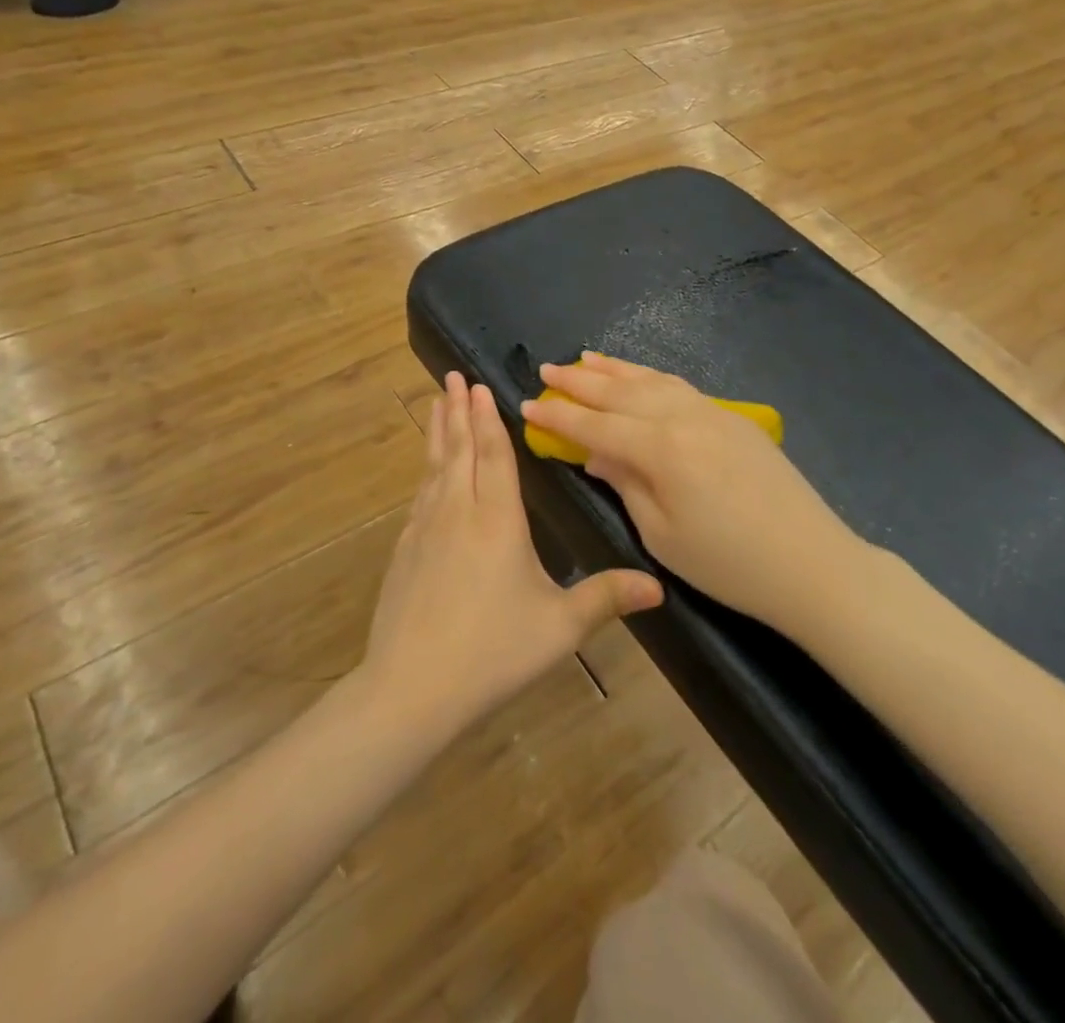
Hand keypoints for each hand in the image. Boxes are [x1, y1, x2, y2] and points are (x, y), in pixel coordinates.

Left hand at [361, 372, 662, 740]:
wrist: (412, 687)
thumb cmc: (493, 651)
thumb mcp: (560, 627)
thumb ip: (606, 599)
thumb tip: (659, 587)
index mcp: (497, 519)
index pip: (494, 454)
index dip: (488, 418)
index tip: (479, 385)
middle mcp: (458, 511)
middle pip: (458, 448)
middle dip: (458, 410)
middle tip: (453, 377)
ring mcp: (425, 528)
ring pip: (434, 467)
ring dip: (438, 432)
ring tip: (437, 405)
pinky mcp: (404, 549)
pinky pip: (420, 494)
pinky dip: (426, 470)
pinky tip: (427, 472)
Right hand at [520, 354, 856, 630]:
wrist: (812, 563)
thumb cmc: (728, 564)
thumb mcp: (662, 535)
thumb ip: (626, 484)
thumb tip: (597, 455)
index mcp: (660, 449)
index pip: (595, 426)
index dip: (559, 417)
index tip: (527, 406)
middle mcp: (682, 417)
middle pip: (619, 392)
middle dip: (579, 381)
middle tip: (546, 370)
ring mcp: (711, 412)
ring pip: (650, 380)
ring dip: (614, 369)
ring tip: (584, 359)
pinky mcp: (731, 418)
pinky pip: (678, 386)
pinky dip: (650, 376)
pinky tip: (639, 376)